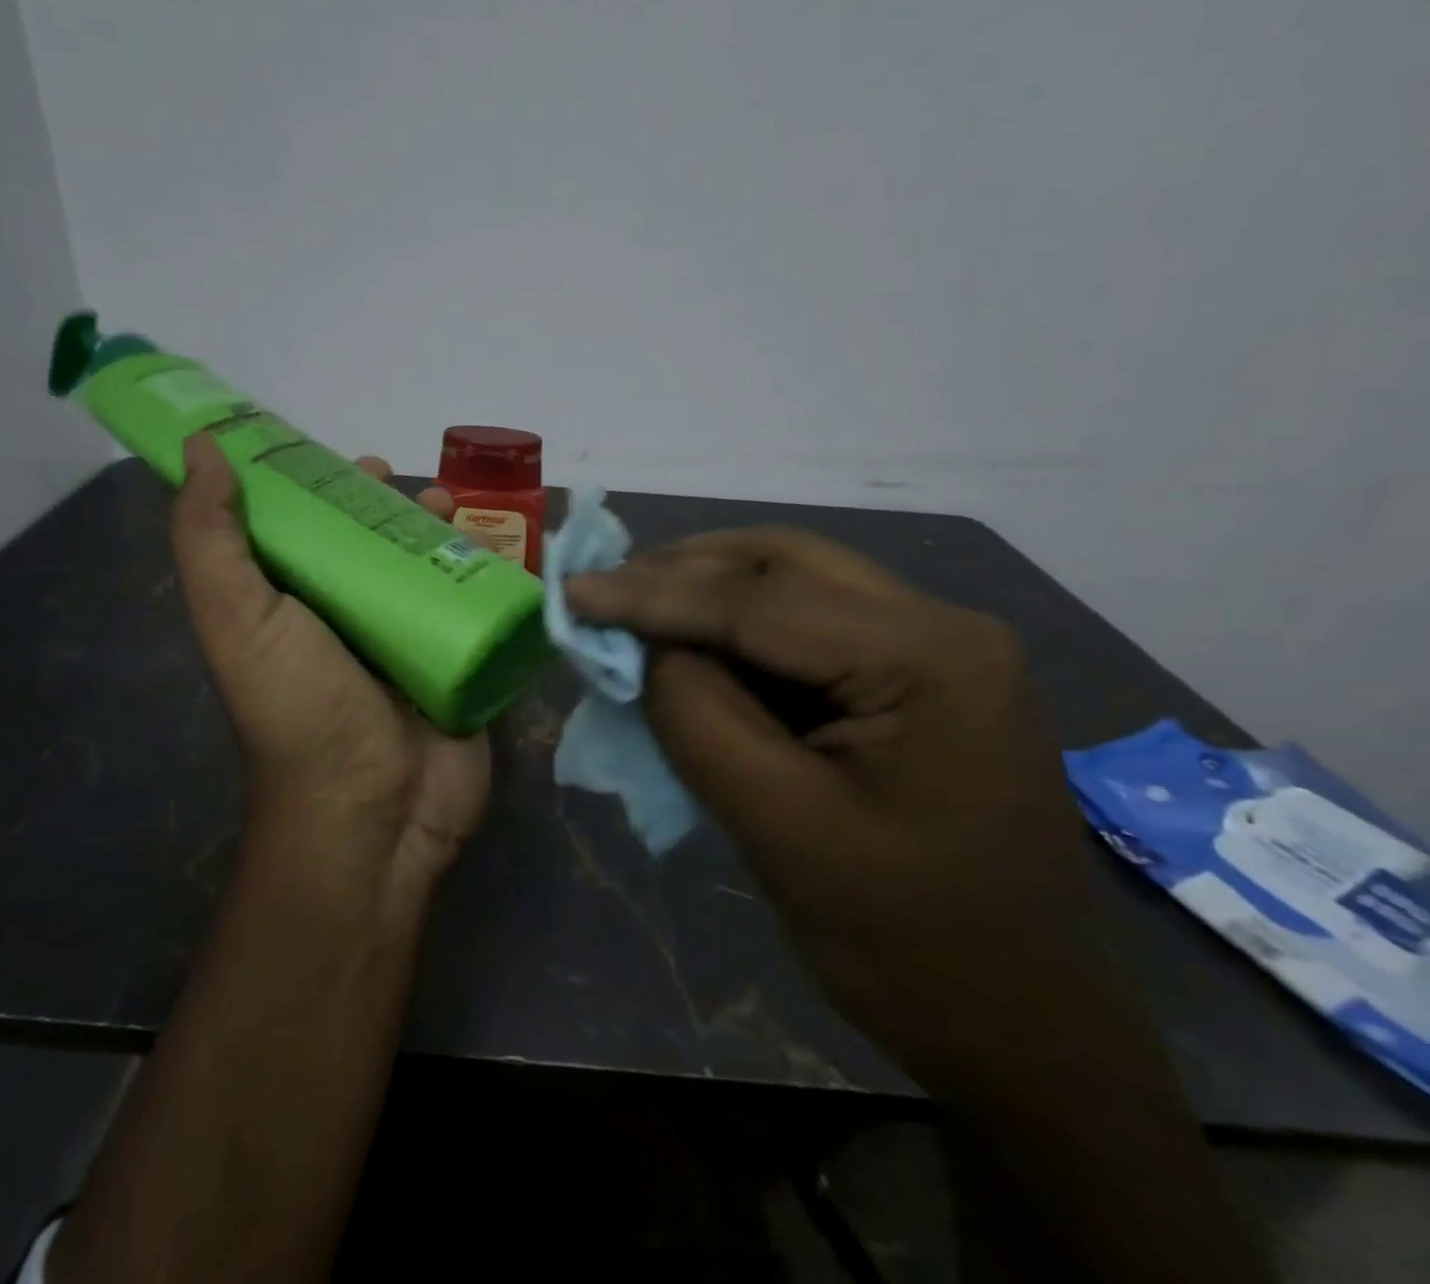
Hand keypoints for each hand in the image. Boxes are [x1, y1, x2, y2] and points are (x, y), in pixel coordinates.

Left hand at [171, 435, 490, 900]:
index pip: (304, 528)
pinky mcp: (458, 660)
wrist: (374, 811)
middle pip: (372, 542)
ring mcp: (407, 640)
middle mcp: (347, 619)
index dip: (321, 485)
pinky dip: (486, 572)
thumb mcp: (238, 619)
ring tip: (452, 510)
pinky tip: (496, 551)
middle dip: (392, 505)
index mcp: (291, 604)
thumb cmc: (300, 709)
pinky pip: (474, 602)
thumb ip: (211, 538)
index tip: (347, 458)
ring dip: (442, 531)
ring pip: (426, 566)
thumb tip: (201, 448)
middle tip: (415, 484)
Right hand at [565, 528, 1107, 1086]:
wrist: (1025, 1031)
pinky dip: (742, 630)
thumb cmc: (908, 945)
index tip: (571, 590)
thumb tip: (643, 645)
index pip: (758, 603)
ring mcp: (940, 648)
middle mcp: (945, 626)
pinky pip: (814, 626)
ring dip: (711, 592)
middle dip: (683, 572)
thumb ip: (697, 715)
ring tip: (636, 609)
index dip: (652, 594)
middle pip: (785, 565)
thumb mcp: (779, 827)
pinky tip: (697, 646)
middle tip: (604, 590)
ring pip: (798, 584)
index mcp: (931, 657)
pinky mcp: (922, 677)